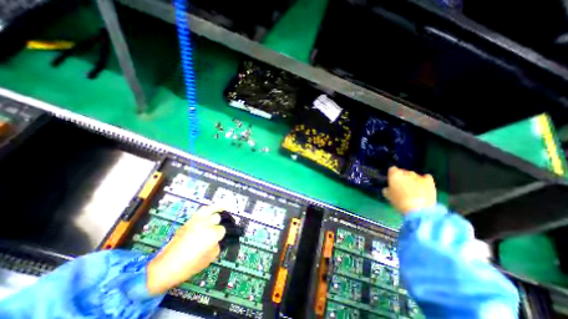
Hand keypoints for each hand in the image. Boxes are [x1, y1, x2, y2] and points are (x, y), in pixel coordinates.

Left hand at [145, 205, 226, 294]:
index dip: (221, 236)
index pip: (222, 230)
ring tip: (221, 209)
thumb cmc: (189, 266)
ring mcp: (195, 221)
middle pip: (217, 217)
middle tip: (217, 230)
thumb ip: (217, 246)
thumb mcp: (209, 259)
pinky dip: (208, 210)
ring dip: (216, 210)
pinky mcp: (188, 222)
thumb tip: (218, 240)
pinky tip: (210, 212)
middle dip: (218, 224)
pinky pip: (201, 211)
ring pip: (210, 209)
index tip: (219, 240)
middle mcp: (205, 224)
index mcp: (211, 234)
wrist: (164, 267)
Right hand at [384, 167, 435, 213]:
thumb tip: (389, 187)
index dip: (392, 175)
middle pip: (403, 172)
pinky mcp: (429, 181)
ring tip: (413, 189)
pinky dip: (423, 180)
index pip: (392, 169)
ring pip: (413, 175)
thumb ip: (387, 188)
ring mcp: (418, 176)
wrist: (418, 209)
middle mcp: (406, 172)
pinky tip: (422, 186)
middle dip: (402, 177)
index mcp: (394, 174)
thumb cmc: (399, 201)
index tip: (392, 181)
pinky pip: (426, 177)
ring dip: (412, 179)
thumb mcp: (387, 195)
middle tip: (402, 186)